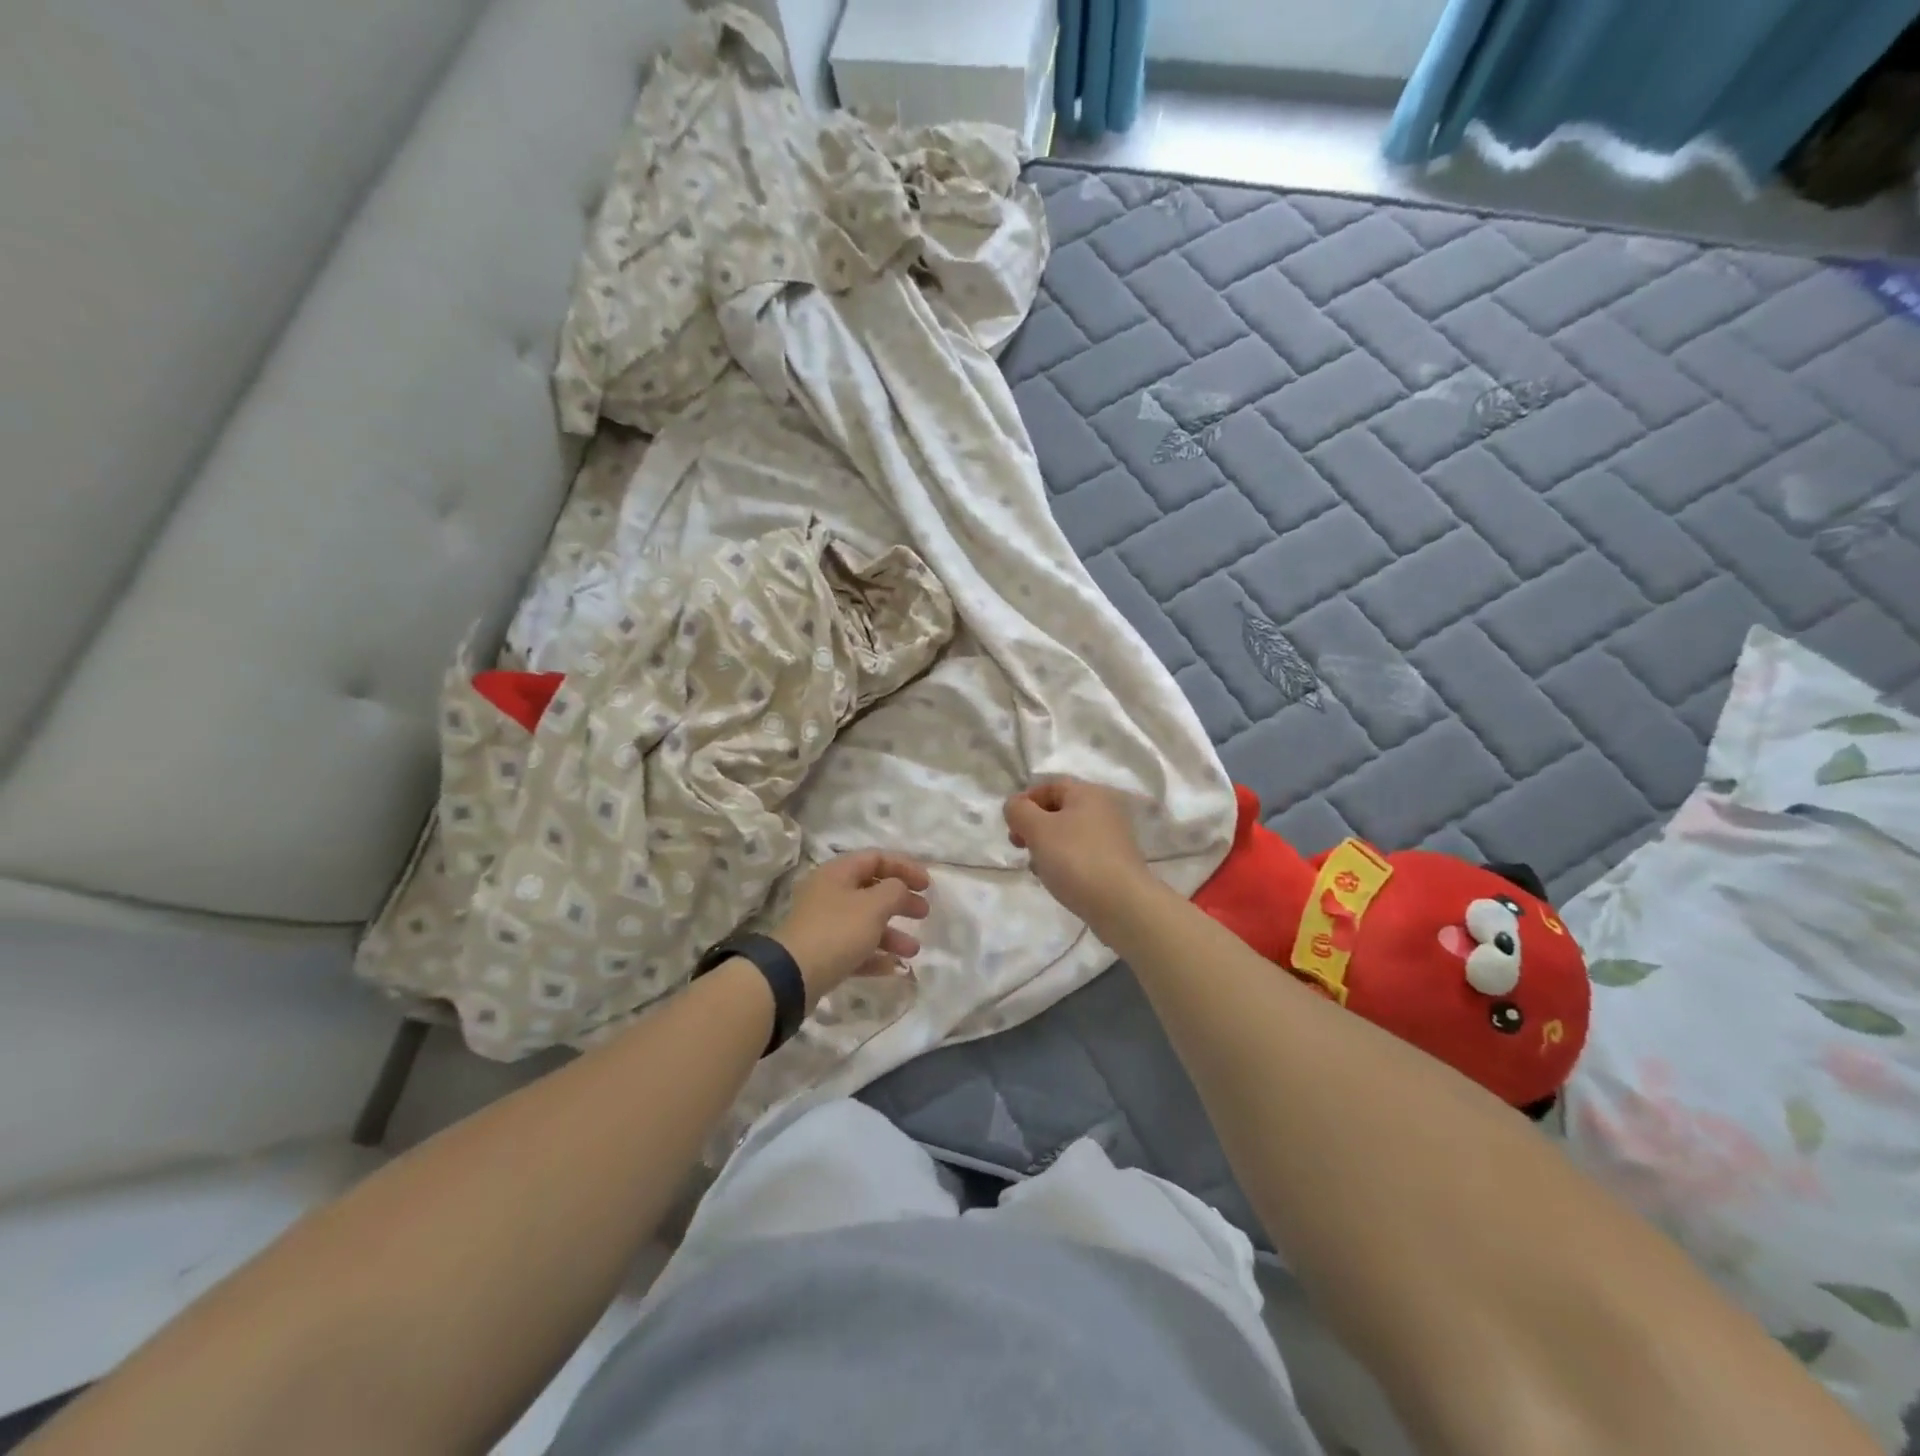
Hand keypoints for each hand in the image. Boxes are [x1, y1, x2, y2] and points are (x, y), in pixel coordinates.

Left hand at [772, 850, 930, 1000]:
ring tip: (913, 950)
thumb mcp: (874, 906)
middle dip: (901, 901)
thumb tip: (899, 888)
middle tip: (924, 913)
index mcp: (838, 873)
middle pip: (872, 890)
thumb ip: (895, 890)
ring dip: (892, 933)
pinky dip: (875, 954)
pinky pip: (854, 948)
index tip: (927, 885)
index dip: (905, 867)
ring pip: (865, 922)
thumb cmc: (837, 931)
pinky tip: (894, 967)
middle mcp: (829, 893)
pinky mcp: (821, 953)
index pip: (876, 858)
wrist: (793, 976)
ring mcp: (823, 924)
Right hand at [1004, 777, 1151, 923]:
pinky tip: (1055, 879)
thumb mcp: (1038, 830)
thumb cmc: (1076, 858)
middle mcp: (1104, 809)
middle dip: (1034, 826)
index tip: (1010, 823)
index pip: (1050, 785)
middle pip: (1060, 810)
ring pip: (1069, 834)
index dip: (1026, 800)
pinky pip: (1081, 854)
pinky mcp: (1115, 863)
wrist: (1122, 904)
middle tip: (1018, 844)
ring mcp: (1112, 837)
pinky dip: (1064, 861)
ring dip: (1047, 846)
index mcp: (1088, 793)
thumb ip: (1019, 811)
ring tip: (1035, 866)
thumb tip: (1014, 806)